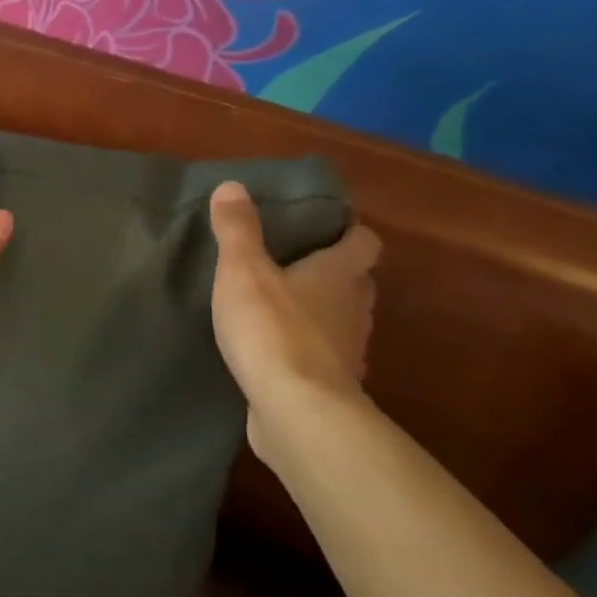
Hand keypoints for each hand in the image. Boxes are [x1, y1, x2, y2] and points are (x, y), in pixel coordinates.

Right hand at [209, 181, 380, 451]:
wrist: (296, 411)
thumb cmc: (272, 329)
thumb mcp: (242, 271)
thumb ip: (237, 230)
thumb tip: (233, 185)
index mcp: (338, 275)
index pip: (363, 242)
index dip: (349, 231)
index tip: (325, 225)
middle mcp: (353, 310)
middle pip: (357, 282)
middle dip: (335, 272)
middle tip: (296, 263)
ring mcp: (348, 352)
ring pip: (343, 321)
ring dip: (322, 313)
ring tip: (283, 307)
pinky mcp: (332, 386)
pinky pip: (325, 358)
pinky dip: (309, 351)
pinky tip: (277, 352)